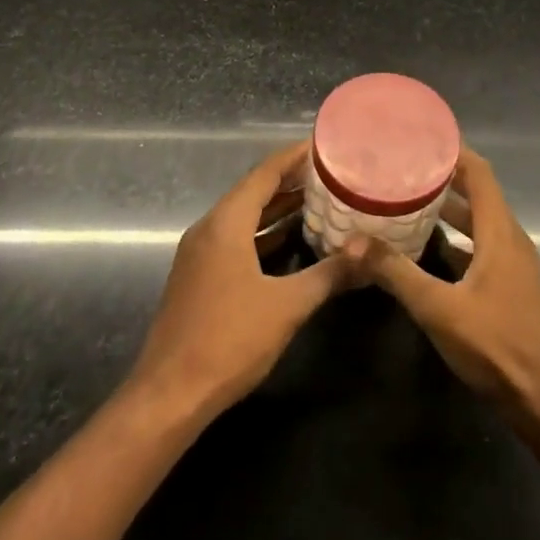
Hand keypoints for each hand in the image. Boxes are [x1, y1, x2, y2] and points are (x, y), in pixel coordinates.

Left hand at [127, 143, 355, 420]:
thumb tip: (369, 253)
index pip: (264, 174)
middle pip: (253, 191)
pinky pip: (235, 239)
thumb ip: (330, 274)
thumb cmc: (229, 340)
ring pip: (244, 217)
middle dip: (290, 180)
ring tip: (318, 199)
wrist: (169, 396)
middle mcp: (208, 229)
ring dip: (277, 208)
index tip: (324, 144)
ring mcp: (200, 254)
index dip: (294, 157)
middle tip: (331, 171)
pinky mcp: (199, 277)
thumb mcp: (288, 306)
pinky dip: (263, 233)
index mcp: (225, 224)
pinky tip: (290, 239)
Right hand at [354, 149, 539, 423]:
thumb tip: (352, 242)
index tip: (419, 137)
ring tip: (406, 200)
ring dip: (447, 208)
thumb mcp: (439, 308)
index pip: (479, 173)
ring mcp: (512, 263)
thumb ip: (396, 273)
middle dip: (442, 177)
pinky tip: (425, 247)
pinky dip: (454, 237)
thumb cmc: (497, 345)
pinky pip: (479, 245)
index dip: (453, 151)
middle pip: (477, 193)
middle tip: (401, 168)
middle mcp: (509, 238)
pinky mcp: (508, 284)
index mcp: (500, 231)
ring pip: (477, 221)